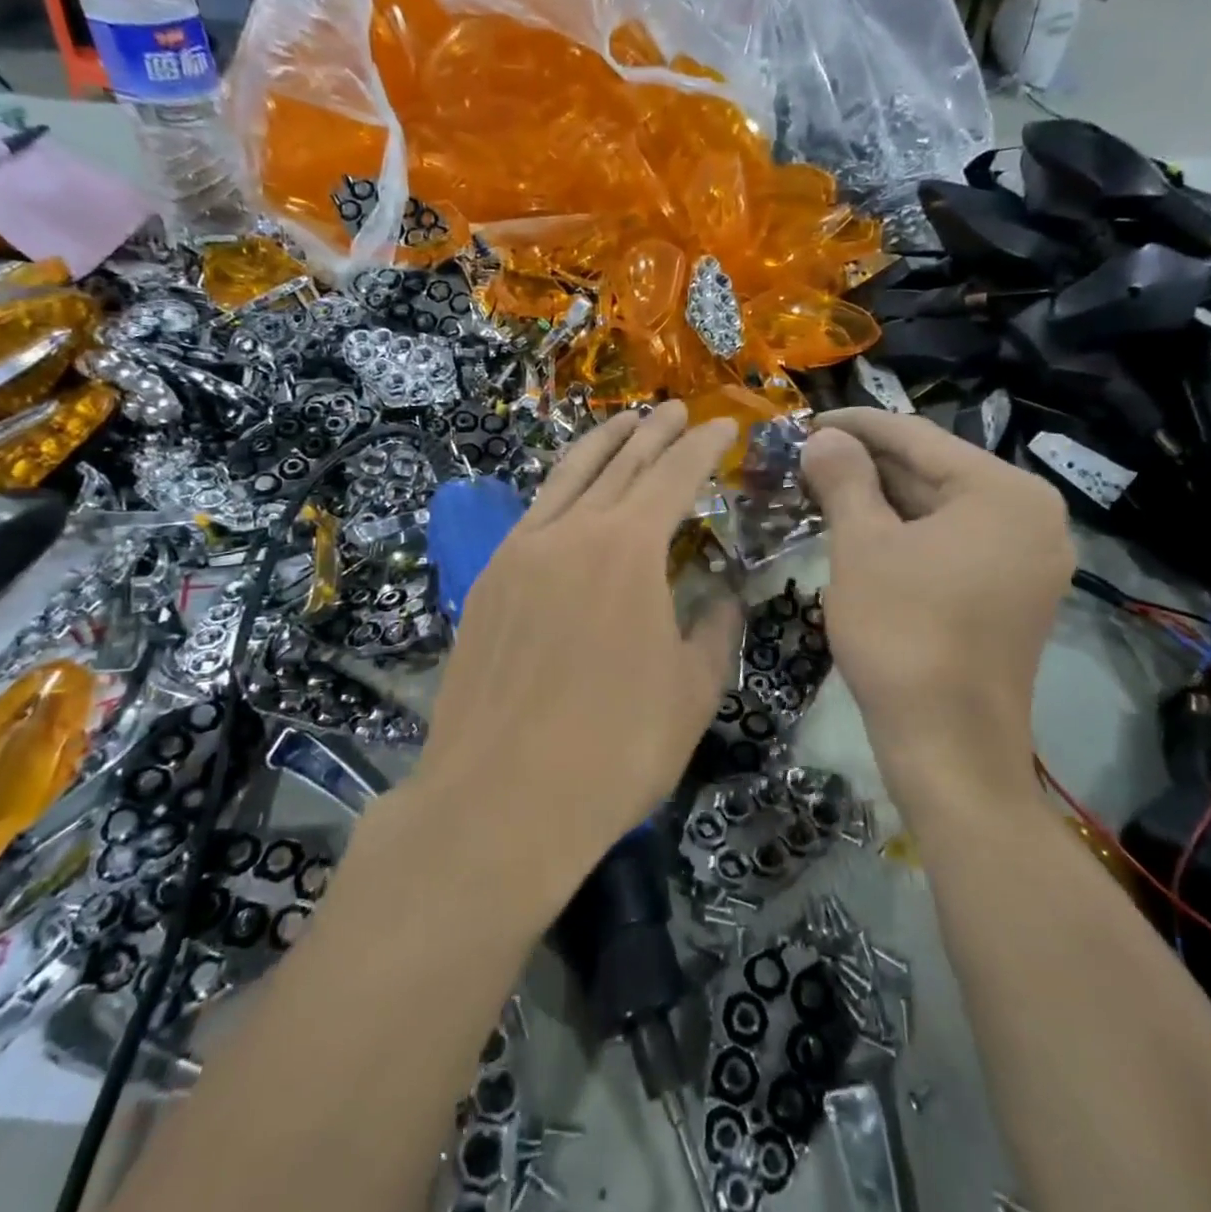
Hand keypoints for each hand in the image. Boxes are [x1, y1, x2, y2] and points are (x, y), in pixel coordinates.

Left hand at [416, 403, 741, 890]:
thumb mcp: (693, 692)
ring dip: (600, 446)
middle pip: (619, 464)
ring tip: (623, 424)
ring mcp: (519, 553)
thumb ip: (715, 629)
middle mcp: (571, 533)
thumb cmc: (614, 749)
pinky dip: (560, 489)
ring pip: (565, 478)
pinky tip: (569, 493)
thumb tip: (723, 593)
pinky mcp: (487, 582)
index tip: (722, 427)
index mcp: (628, 549)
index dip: (701, 446)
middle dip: (653, 433)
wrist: (499, 800)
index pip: (673, 475)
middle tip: (676, 411)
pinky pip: (532, 514)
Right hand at [801, 408, 1072, 802]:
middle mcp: (1031, 516)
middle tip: (806, 459)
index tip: (805, 420)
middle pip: (934, 471)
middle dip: (867, 464)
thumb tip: (823, 438)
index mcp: (1004, 492)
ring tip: (822, 490)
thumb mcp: (861, 547)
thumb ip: (844, 479)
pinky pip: (951, 543)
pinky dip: (905, 533)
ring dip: (881, 499)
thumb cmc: (901, 634)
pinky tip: (860, 529)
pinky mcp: (1012, 593)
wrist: (948, 745)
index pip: (918, 437)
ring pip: (940, 509)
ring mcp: (1027, 558)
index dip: (855, 425)